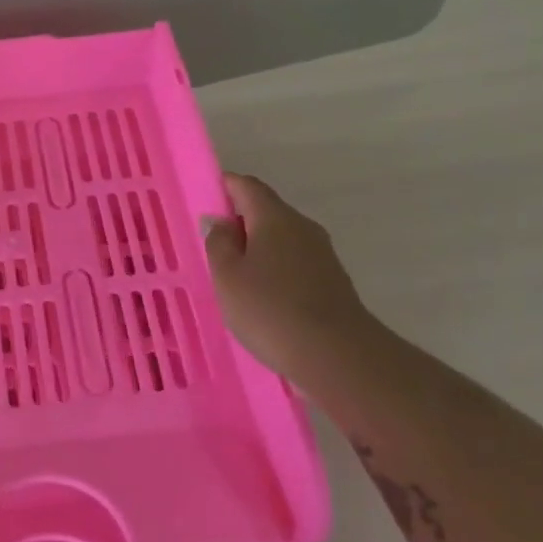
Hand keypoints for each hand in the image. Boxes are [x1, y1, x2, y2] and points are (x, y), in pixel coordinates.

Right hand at [204, 173, 371, 383]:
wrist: (337, 355)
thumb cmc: (270, 309)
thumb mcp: (228, 276)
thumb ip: (219, 243)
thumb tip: (220, 221)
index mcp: (274, 218)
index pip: (247, 186)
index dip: (225, 186)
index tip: (205, 199)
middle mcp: (302, 227)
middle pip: (266, 211)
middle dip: (239, 221)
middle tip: (213, 246)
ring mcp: (322, 254)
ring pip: (281, 239)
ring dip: (257, 249)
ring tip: (234, 277)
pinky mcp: (332, 281)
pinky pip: (294, 263)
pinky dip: (274, 270)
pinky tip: (262, 297)